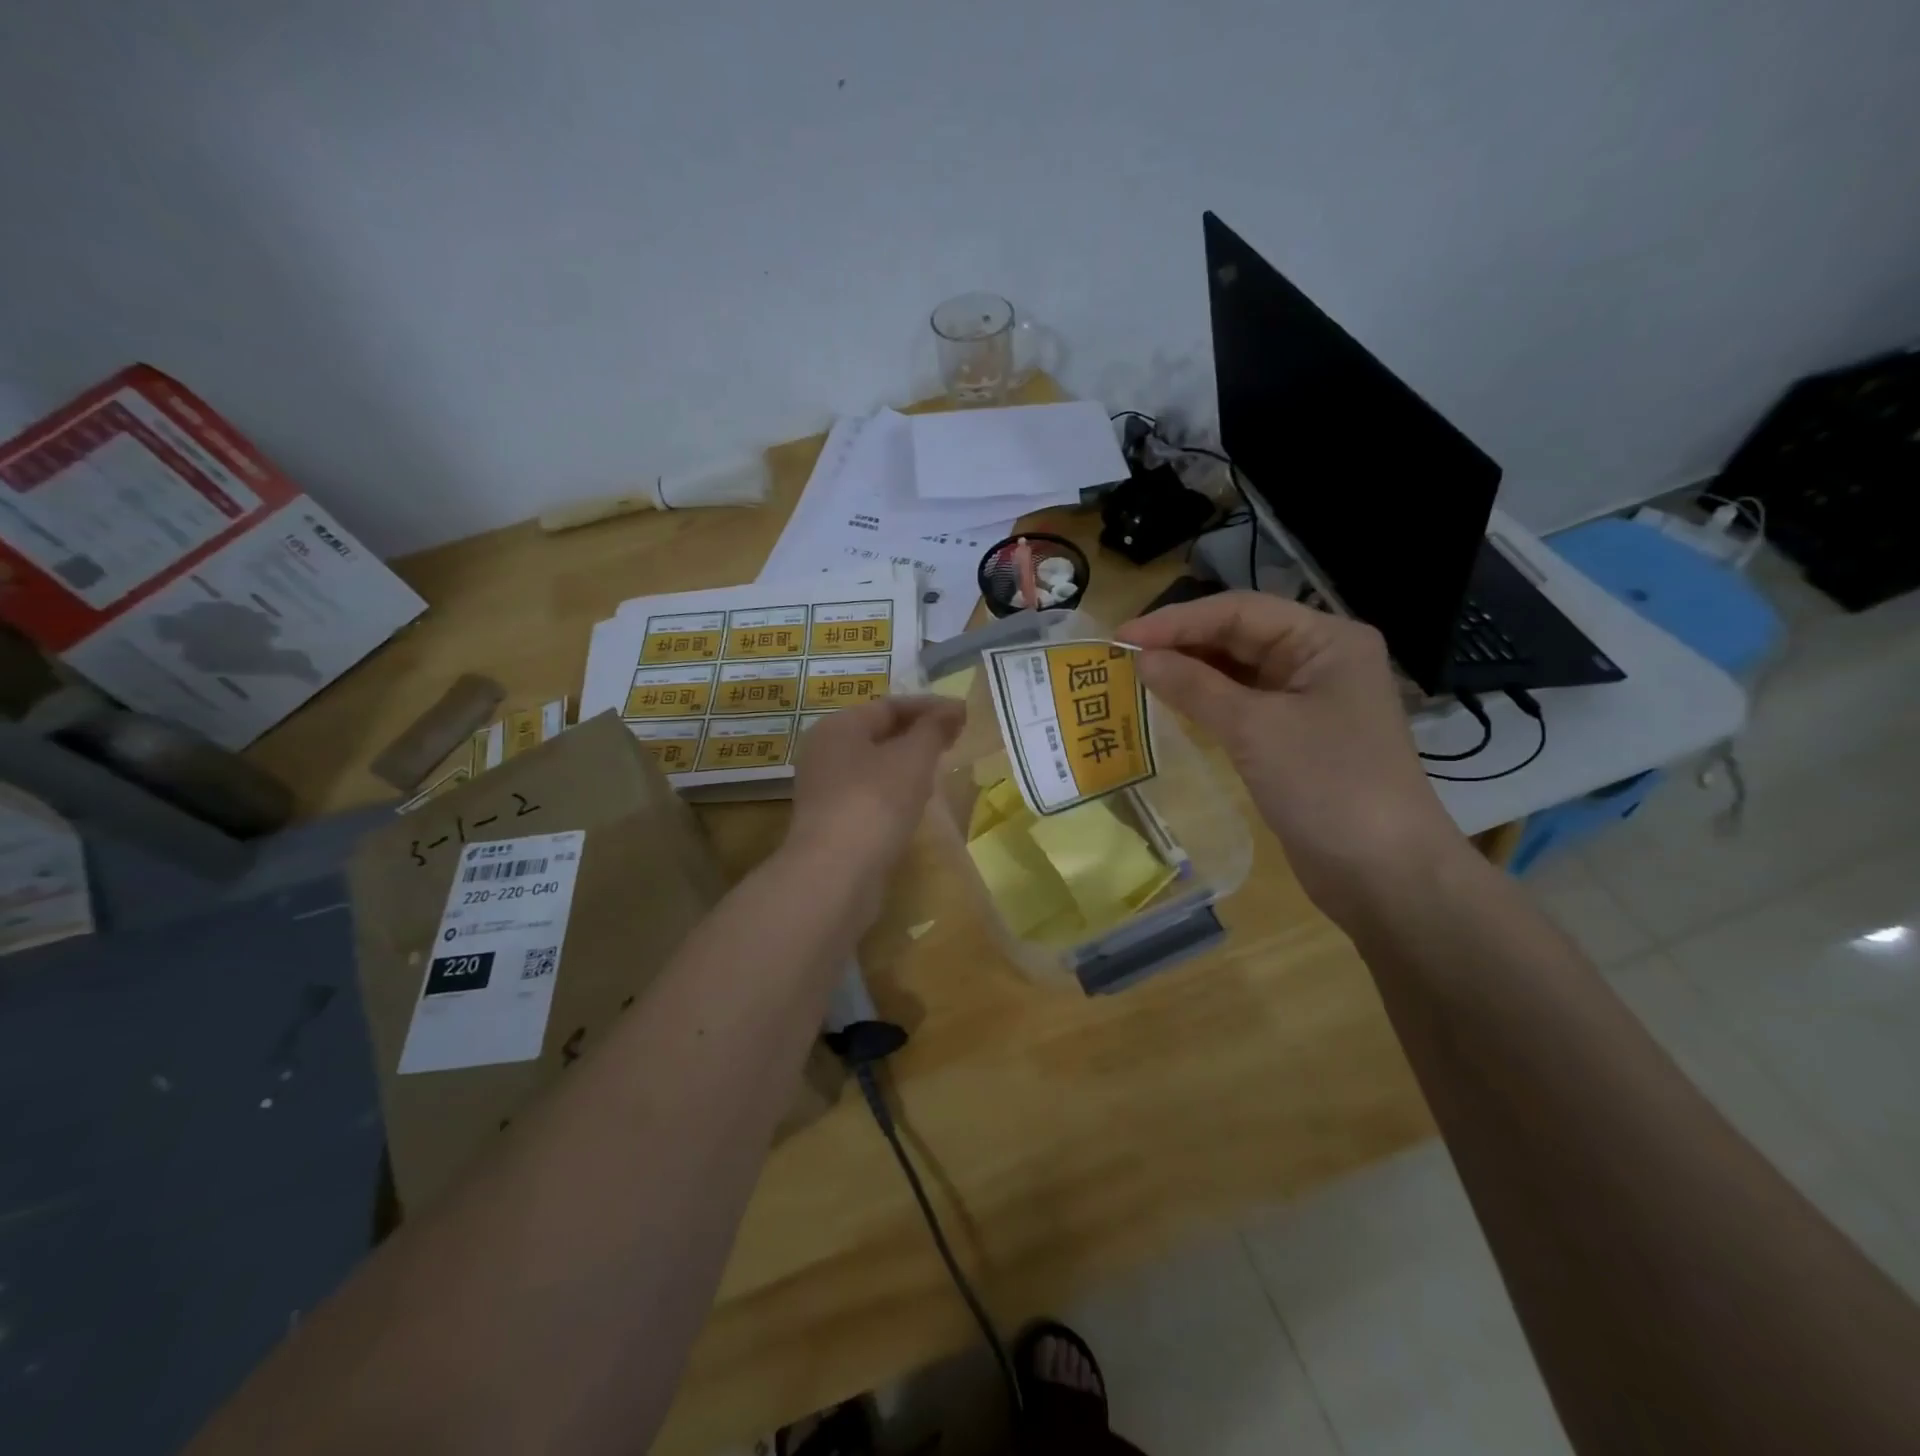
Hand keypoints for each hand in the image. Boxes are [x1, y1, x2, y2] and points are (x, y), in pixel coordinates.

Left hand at [788, 696, 965, 874]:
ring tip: (941, 769)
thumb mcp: (913, 758)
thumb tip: (953, 708)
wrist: (836, 874)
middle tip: (955, 740)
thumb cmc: (875, 802)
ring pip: (874, 766)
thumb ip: (934, 729)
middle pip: (878, 733)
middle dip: (918, 734)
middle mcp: (825, 752)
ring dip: (907, 764)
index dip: (929, 706)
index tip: (964, 714)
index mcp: (838, 726)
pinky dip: (895, 792)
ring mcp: (825, 789)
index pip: (889, 705)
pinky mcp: (832, 822)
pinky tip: (917, 803)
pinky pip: (870, 794)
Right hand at [1118, 592, 1465, 921]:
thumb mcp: (1255, 729)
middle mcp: (1319, 660)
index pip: (1240, 611)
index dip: (1177, 620)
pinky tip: (1170, 704)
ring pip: (1237, 671)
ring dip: (1190, 672)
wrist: (1383, 874)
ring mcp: (1308, 700)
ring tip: (1136, 675)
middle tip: (1121, 656)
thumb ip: (1195, 687)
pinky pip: (1242, 705)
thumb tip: (1142, 658)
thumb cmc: (1326, 786)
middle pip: (1239, 636)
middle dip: (1182, 643)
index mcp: (1326, 640)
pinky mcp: (1294, 737)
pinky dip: (1206, 702)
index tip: (1122, 636)